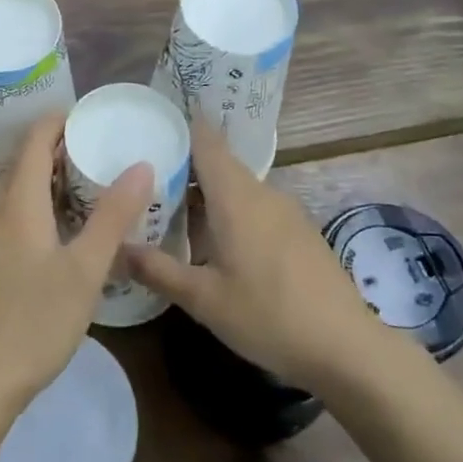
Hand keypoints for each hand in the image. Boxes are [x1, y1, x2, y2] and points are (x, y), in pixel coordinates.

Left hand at [0, 113, 152, 413]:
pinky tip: (58, 231)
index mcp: (17, 203)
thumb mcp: (85, 270)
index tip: (90, 117)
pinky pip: (9, 216)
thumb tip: (140, 166)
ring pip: (14, 191)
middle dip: (56, 148)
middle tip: (97, 150)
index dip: (58, 121)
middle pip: (22, 163)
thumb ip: (112, 217)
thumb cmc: (34, 322)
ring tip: (85, 186)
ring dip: (45, 179)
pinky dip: (34, 205)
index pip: (34, 140)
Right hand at [125, 124, 400, 391]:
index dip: (184, 122)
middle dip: (185, 163)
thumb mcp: (203, 300)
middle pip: (219, 163)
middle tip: (146, 171)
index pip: (207, 141)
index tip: (156, 114)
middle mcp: (261, 193)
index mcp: (235, 196)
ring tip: (172, 206)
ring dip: (206, 191)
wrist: (347, 347)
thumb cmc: (269, 316)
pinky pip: (255, 206)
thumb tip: (115, 247)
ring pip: (237, 187)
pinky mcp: (299, 232)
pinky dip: (229, 210)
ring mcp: (286, 212)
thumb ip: (157, 270)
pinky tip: (214, 239)